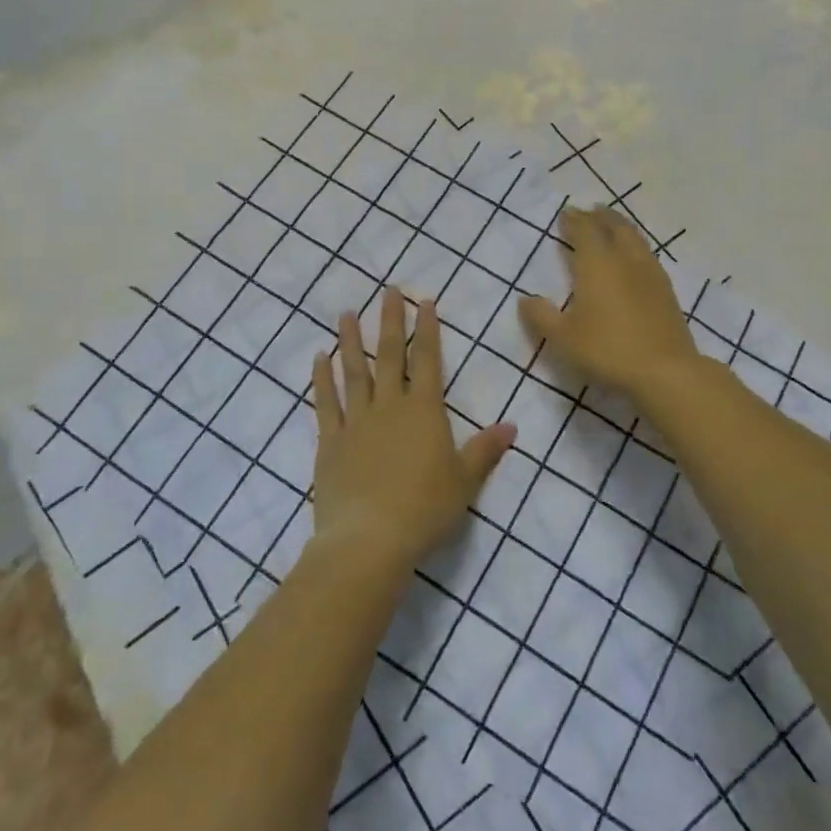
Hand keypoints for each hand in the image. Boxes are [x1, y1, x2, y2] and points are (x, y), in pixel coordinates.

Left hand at [310, 288, 516, 576]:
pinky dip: (321, 378)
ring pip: (353, 371)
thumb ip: (485, 450)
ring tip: (347, 313)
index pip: (427, 360)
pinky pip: (325, 402)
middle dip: (390, 321)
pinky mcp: (330, 441)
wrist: (370, 539)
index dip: (427, 329)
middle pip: (390, 356)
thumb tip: (511, 426)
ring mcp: (355, 421)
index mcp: (423, 411)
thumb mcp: (464, 482)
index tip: (424, 301)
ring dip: (352, 340)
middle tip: (388, 290)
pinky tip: (319, 357)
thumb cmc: (424, 510)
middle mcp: (389, 407)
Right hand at [518, 207, 701, 397]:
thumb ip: (541, 317)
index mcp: (597, 265)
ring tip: (613, 225)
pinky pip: (648, 255)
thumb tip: (525, 299)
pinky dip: (636, 246)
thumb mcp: (563, 339)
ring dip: (621, 226)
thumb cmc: (607, 350)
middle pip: (614, 227)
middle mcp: (625, 260)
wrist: (665, 371)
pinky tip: (635, 258)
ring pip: (635, 238)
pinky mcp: (666, 291)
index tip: (566, 214)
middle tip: (590, 211)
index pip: (585, 231)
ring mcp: (650, 274)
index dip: (574, 220)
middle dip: (600, 216)